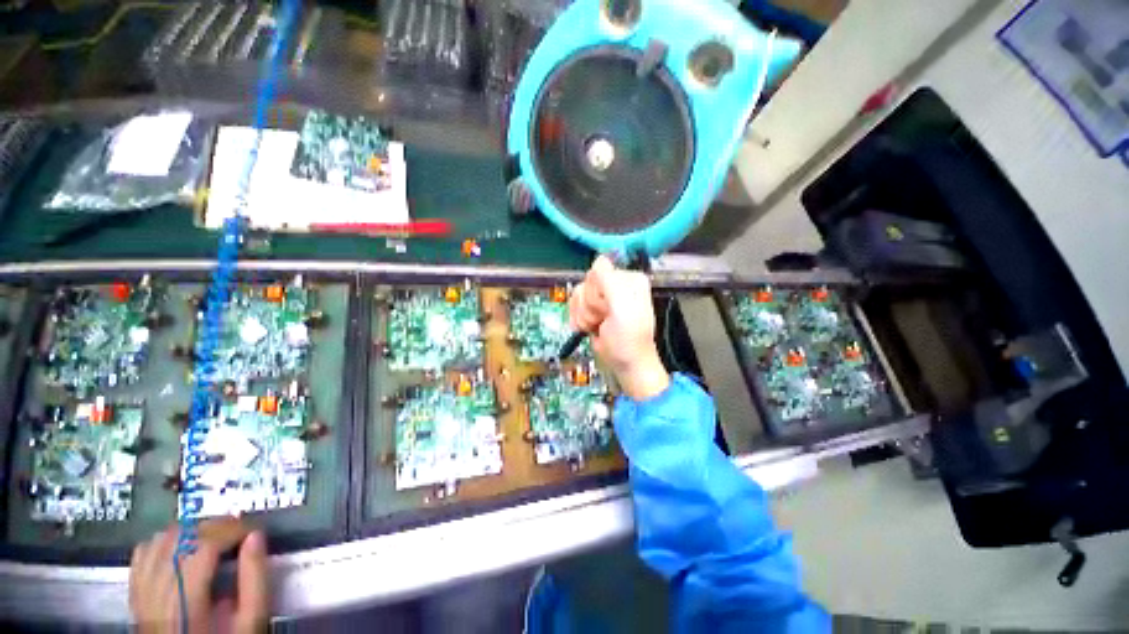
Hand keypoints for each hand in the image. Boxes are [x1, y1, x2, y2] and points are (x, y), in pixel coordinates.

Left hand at [130, 519, 268, 633]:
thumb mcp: (250, 621)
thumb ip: (255, 580)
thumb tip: (256, 536)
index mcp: (185, 603)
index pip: (203, 547)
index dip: (231, 530)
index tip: (254, 529)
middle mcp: (155, 594)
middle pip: (180, 540)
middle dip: (214, 528)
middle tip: (239, 531)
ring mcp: (141, 592)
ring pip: (161, 541)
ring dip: (191, 532)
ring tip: (215, 538)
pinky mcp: (135, 592)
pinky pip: (143, 553)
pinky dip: (166, 541)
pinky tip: (183, 548)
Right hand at [569, 255, 669, 400]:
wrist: (625, 364)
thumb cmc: (628, 338)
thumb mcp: (622, 307)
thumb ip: (610, 280)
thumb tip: (599, 258)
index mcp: (628, 279)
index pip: (598, 269)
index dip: (597, 291)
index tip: (607, 307)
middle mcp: (615, 284)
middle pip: (586, 282)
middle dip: (590, 305)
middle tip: (604, 319)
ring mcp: (602, 297)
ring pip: (578, 294)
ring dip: (583, 315)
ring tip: (597, 325)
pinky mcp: (591, 308)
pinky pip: (574, 304)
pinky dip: (577, 318)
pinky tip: (587, 328)